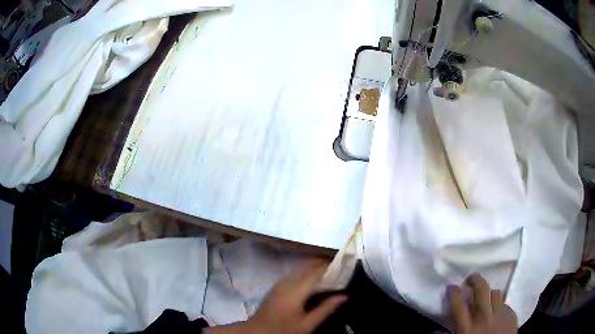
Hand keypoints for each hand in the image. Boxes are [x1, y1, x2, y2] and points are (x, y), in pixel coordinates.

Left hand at [211, 263, 346, 333]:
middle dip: (323, 267)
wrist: (257, 331)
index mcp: (295, 290)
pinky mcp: (276, 287)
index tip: (344, 267)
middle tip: (339, 271)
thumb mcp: (307, 324)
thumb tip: (344, 296)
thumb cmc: (284, 329)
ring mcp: (279, 284)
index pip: (315, 272)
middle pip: (307, 268)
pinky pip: (294, 276)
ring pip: (299, 271)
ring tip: (329, 276)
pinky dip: (305, 275)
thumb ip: (325, 309)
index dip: (330, 267)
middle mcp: (286, 282)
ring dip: (314, 270)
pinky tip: (312, 284)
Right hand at [448, 273, 517, 333]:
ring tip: (486, 297)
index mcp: (467, 328)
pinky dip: (500, 306)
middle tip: (471, 277)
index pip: (458, 304)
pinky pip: (506, 304)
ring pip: (496, 293)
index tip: (452, 286)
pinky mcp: (511, 316)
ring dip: (489, 293)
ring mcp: (500, 315)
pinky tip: (497, 312)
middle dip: (475, 279)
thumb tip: (434, 332)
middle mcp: (484, 318)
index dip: (454, 292)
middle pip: (481, 290)